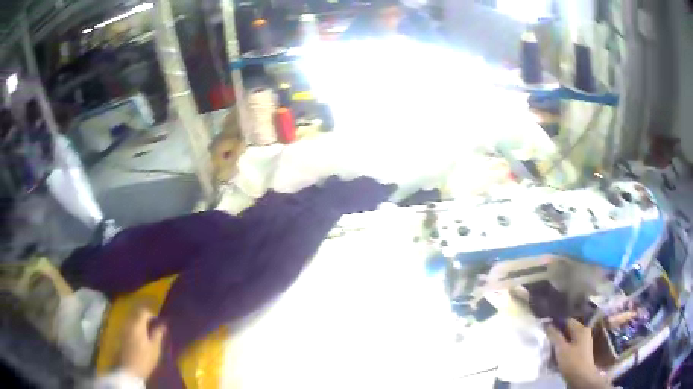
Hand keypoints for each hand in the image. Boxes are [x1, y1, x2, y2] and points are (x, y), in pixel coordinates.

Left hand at [119, 308, 166, 379]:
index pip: (143, 311)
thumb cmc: (144, 360)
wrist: (129, 370)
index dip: (152, 314)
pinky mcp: (121, 334)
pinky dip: (135, 326)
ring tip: (147, 332)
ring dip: (139, 321)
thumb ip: (158, 335)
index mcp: (137, 325)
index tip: (158, 322)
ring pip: (131, 318)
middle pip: (136, 313)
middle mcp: (129, 323)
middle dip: (145, 317)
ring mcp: (123, 328)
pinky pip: (128, 325)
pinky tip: (140, 336)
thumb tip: (163, 326)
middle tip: (154, 326)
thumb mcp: (154, 349)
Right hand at [545, 319, 610, 388]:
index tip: (545, 327)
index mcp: (582, 329)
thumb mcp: (561, 349)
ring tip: (549, 347)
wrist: (582, 378)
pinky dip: (563, 348)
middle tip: (546, 338)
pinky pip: (570, 345)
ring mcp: (583, 342)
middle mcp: (584, 332)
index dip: (556, 322)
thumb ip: (555, 336)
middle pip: (568, 329)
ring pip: (569, 338)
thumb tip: (547, 324)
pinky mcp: (581, 351)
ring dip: (559, 342)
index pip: (567, 320)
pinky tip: (556, 354)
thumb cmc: (573, 362)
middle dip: (557, 333)